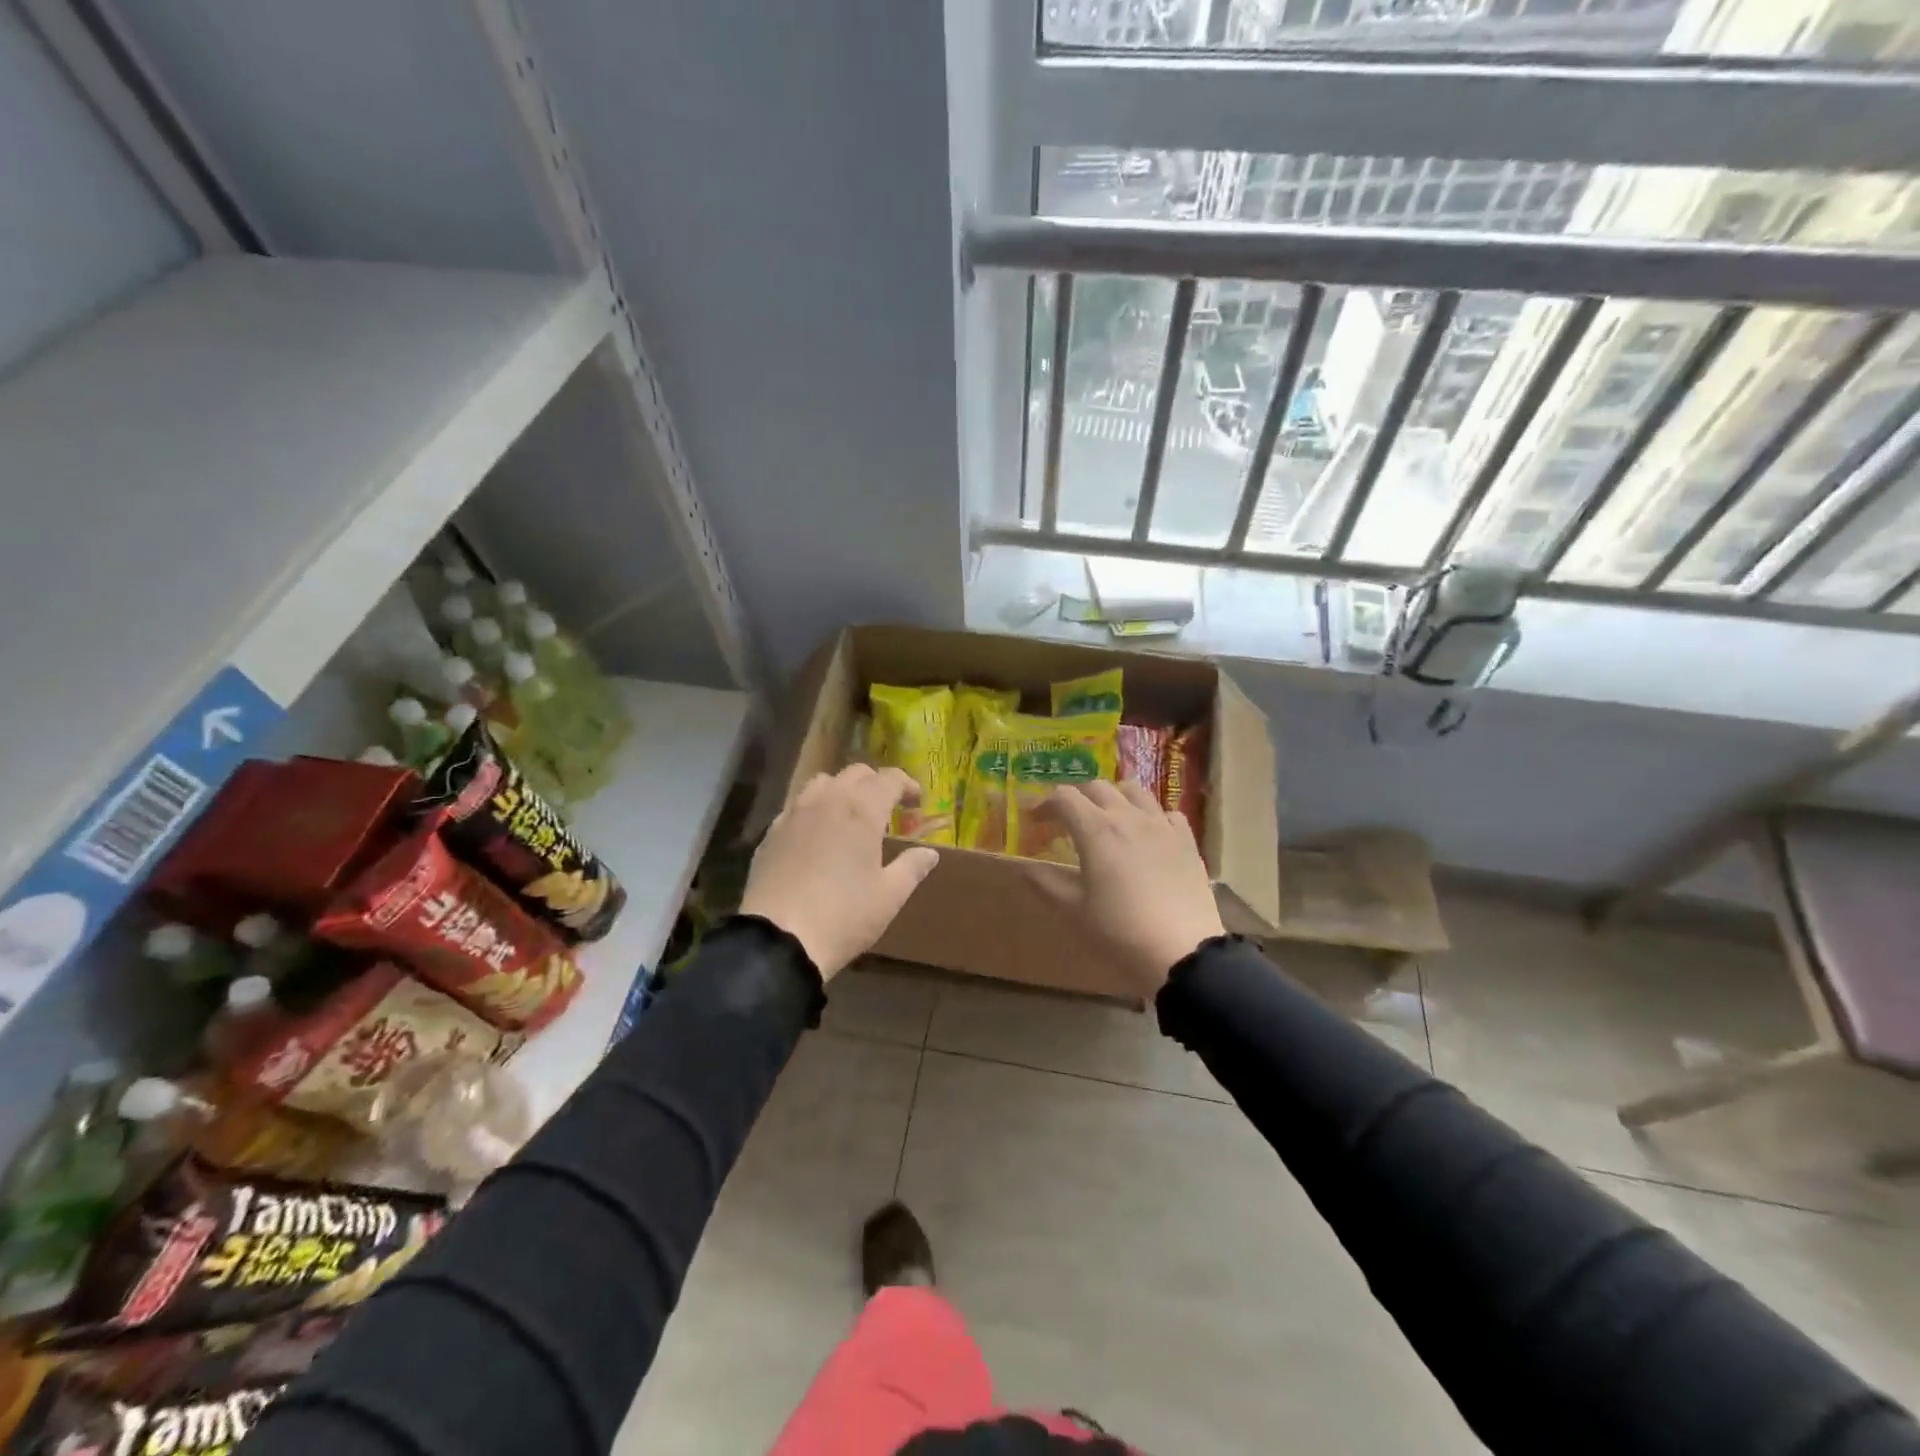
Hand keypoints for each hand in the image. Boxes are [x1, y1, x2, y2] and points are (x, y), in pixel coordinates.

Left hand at [740, 764, 939, 980]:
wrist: (779, 939)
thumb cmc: (844, 916)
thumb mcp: (889, 896)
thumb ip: (912, 868)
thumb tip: (929, 853)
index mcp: (862, 810)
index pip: (889, 779)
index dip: (906, 785)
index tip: (916, 801)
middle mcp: (827, 801)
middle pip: (855, 774)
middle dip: (875, 783)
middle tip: (887, 808)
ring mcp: (794, 814)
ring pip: (821, 783)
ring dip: (841, 790)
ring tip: (850, 816)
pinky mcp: (771, 833)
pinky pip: (797, 806)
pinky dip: (814, 810)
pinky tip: (817, 836)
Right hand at [1032, 779, 1223, 998]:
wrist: (1183, 953)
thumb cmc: (1120, 932)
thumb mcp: (1074, 911)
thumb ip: (1045, 884)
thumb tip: (1023, 867)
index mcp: (1097, 830)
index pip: (1065, 797)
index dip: (1045, 804)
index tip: (1035, 822)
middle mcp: (1129, 817)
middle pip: (1098, 787)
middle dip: (1076, 797)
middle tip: (1066, 819)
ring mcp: (1162, 826)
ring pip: (1135, 791)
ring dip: (1114, 796)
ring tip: (1107, 816)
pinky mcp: (1187, 841)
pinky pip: (1167, 813)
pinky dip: (1151, 815)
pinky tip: (1148, 834)